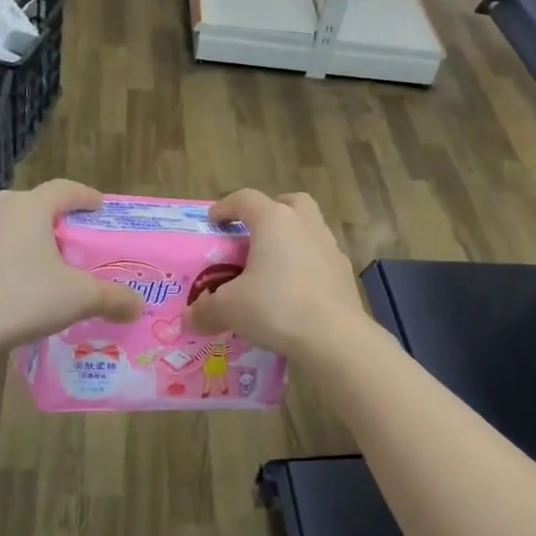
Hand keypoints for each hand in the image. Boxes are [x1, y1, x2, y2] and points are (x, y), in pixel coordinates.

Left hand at [0, 180, 142, 351]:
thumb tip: (138, 306)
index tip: (100, 207)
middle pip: (33, 205)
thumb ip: (114, 298)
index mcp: (30, 208)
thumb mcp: (80, 298)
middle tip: (73, 240)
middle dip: (55, 219)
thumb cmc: (24, 298)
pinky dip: (7, 263)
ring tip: (46, 266)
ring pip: (8, 229)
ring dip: (29, 241)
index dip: (86, 196)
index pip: (64, 189)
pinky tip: (17, 290)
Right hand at [184, 190, 363, 359]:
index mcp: (274, 221)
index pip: (245, 199)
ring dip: (291, 239)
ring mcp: (330, 247)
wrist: (334, 337)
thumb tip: (190, 318)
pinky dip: (306, 267)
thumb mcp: (229, 309)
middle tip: (254, 234)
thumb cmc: (276, 308)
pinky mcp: (344, 272)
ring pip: (309, 229)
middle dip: (271, 212)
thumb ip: (206, 310)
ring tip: (273, 267)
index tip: (213, 221)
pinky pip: (320, 259)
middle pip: (290, 202)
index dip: (225, 207)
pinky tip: (295, 291)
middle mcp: (305, 225)